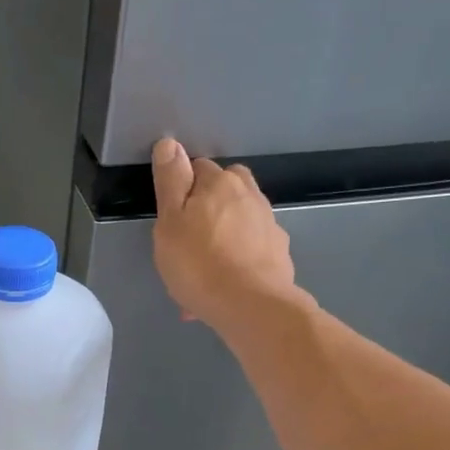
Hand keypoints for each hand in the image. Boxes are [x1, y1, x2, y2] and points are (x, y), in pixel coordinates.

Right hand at [151, 138, 300, 333]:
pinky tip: (222, 284)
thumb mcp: (170, 222)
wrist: (251, 306)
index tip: (171, 215)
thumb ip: (170, 182)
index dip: (182, 188)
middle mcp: (250, 195)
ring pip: (238, 222)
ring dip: (222, 235)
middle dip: (208, 205)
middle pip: (226, 189)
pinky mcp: (279, 254)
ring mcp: (269, 225)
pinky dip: (236, 260)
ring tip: (203, 269)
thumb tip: (170, 143)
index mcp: (221, 183)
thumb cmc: (199, 263)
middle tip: (188, 237)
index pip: (198, 168)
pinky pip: (249, 250)